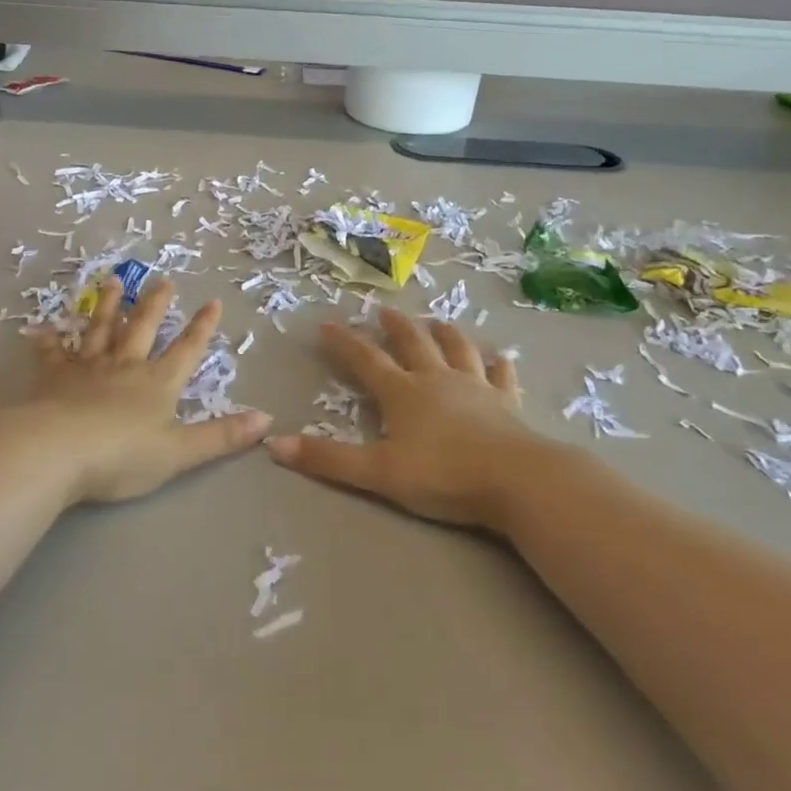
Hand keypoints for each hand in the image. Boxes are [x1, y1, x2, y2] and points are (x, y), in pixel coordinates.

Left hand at [25, 276, 271, 504]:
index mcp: (158, 383)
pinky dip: (48, 341)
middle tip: (162, 279)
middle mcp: (125, 366)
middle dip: (155, 304)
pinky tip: (43, 328)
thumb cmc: (123, 456)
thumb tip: (267, 419)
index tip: (213, 301)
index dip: (202, 327)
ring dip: (107, 305)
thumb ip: (222, 436)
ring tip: (112, 281)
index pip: (186, 349)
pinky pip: (52, 355)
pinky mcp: (53, 378)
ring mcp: (87, 368)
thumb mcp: (180, 452)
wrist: (57, 452)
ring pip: (100, 329)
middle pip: (142, 328)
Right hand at [267, 309, 538, 528]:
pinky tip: (501, 357)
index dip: (344, 342)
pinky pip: (502, 377)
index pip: (366, 360)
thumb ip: (328, 458)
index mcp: (403, 393)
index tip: (327, 324)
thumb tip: (274, 443)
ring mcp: (476, 388)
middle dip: (395, 327)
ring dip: (445, 334)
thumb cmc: (443, 475)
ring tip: (437, 320)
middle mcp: (437, 380)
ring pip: (458, 350)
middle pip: (413, 344)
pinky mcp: (508, 403)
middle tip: (385, 311)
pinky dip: (499, 365)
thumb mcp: (378, 472)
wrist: (516, 479)